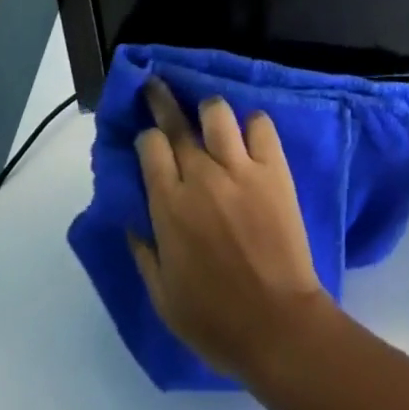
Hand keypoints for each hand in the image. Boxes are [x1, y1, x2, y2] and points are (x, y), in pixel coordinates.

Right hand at [129, 80, 331, 385]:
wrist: (276, 324)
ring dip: (209, 111)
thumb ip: (144, 249)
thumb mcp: (162, 296)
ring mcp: (240, 166)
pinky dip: (252, 125)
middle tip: (156, 85)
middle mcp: (202, 175)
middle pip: (176, 120)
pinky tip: (248, 136)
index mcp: (170, 206)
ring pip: (217, 111)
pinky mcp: (273, 166)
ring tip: (209, 117)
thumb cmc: (214, 318)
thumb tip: (132, 215)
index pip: (150, 145)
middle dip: (162, 99)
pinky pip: (260, 123)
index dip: (147, 137)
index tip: (148, 141)